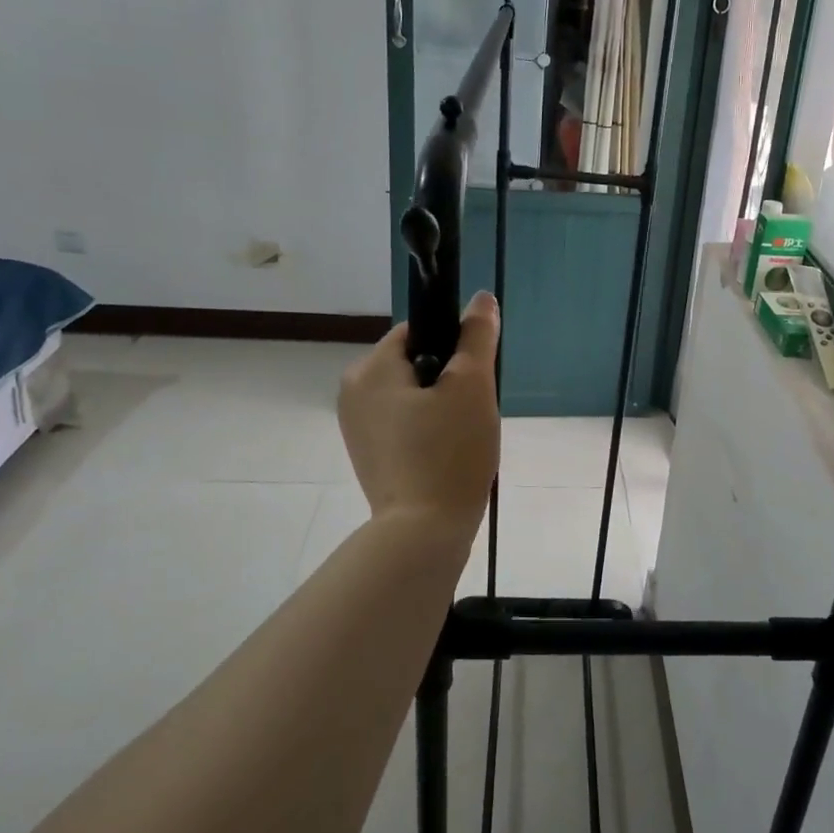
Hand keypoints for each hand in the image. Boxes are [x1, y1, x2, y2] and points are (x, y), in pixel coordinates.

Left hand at [338, 292, 501, 537]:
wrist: (424, 533)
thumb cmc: (449, 452)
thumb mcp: (472, 385)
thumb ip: (477, 335)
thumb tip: (480, 298)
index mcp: (369, 369)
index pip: (417, 332)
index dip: (453, 346)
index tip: (473, 376)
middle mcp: (352, 392)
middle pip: (414, 363)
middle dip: (448, 379)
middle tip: (472, 410)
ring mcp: (356, 427)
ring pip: (411, 394)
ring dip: (441, 405)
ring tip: (462, 435)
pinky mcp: (368, 455)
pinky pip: (404, 423)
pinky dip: (427, 429)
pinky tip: (447, 453)